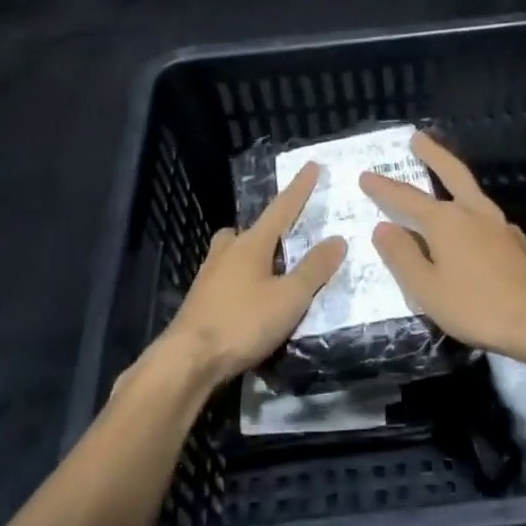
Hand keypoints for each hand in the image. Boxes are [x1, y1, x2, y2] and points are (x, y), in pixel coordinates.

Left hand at [158, 162, 346, 387]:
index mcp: (251, 244)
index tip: (311, 166)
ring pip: (232, 253)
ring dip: (251, 256)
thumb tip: (337, 239)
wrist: (188, 360)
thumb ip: (314, 269)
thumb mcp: (289, 298)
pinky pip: (226, 277)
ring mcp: (209, 276)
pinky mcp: (201, 300)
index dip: (300, 189)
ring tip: (270, 272)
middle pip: (249, 230)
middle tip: (285, 238)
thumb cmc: (242, 322)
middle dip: (268, 229)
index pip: (282, 209)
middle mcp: (227, 252)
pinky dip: (241, 280)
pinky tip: (249, 300)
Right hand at [359, 132, 525, 359]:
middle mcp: (475, 213)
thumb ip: (402, 256)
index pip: (406, 198)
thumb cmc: (476, 306)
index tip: (366, 175)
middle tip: (419, 137)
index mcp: (447, 221)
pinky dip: (472, 212)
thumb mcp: (426, 288)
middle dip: (433, 154)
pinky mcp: (518, 243)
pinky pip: (487, 218)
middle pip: (452, 173)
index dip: (383, 188)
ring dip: (455, 180)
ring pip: (473, 193)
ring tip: (444, 178)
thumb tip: (384, 228)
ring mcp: (501, 226)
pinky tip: (472, 227)